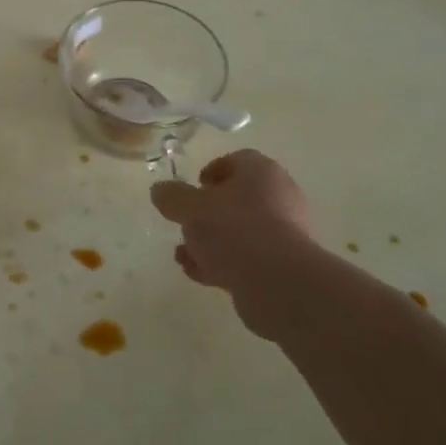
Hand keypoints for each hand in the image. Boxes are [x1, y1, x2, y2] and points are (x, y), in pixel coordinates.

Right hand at [150, 150, 315, 334]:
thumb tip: (160, 190)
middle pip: (238, 198)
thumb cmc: (234, 230)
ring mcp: (285, 234)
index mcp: (261, 172)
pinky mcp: (284, 266)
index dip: (211, 171)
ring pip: (241, 231)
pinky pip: (248, 257)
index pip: (236, 161)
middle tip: (187, 223)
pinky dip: (223, 262)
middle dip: (207, 212)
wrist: (280, 284)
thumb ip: (172, 196)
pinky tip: (199, 274)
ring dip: (211, 241)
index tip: (193, 189)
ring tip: (184, 255)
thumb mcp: (190, 208)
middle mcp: (279, 197)